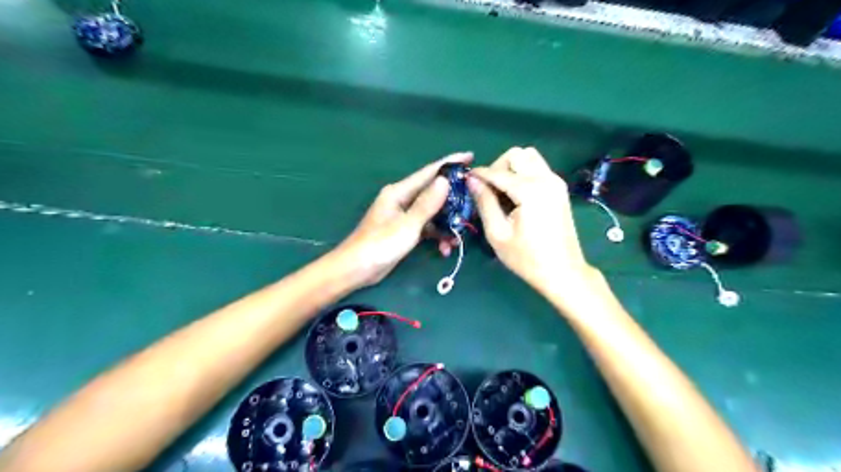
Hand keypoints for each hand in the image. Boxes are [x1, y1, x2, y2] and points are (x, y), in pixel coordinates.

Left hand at [329, 152, 471, 286]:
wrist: (357, 269)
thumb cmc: (380, 245)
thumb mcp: (408, 225)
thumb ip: (427, 203)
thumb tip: (445, 180)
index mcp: (399, 192)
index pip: (429, 172)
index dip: (450, 163)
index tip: (471, 156)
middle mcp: (402, 199)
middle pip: (434, 192)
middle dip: (454, 199)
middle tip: (475, 203)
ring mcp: (404, 215)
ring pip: (432, 213)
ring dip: (446, 224)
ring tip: (459, 237)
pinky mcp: (405, 230)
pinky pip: (427, 227)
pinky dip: (436, 236)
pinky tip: (444, 249)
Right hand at [466, 148, 596, 294]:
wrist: (562, 271)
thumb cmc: (526, 258)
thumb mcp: (497, 234)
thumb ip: (484, 202)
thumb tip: (471, 180)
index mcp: (530, 191)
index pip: (498, 172)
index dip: (479, 174)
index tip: (466, 180)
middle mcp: (546, 179)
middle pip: (516, 155)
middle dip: (498, 167)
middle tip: (489, 189)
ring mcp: (556, 181)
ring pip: (529, 156)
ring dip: (512, 167)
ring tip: (502, 190)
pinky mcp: (560, 188)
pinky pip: (538, 167)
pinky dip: (524, 172)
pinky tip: (516, 194)